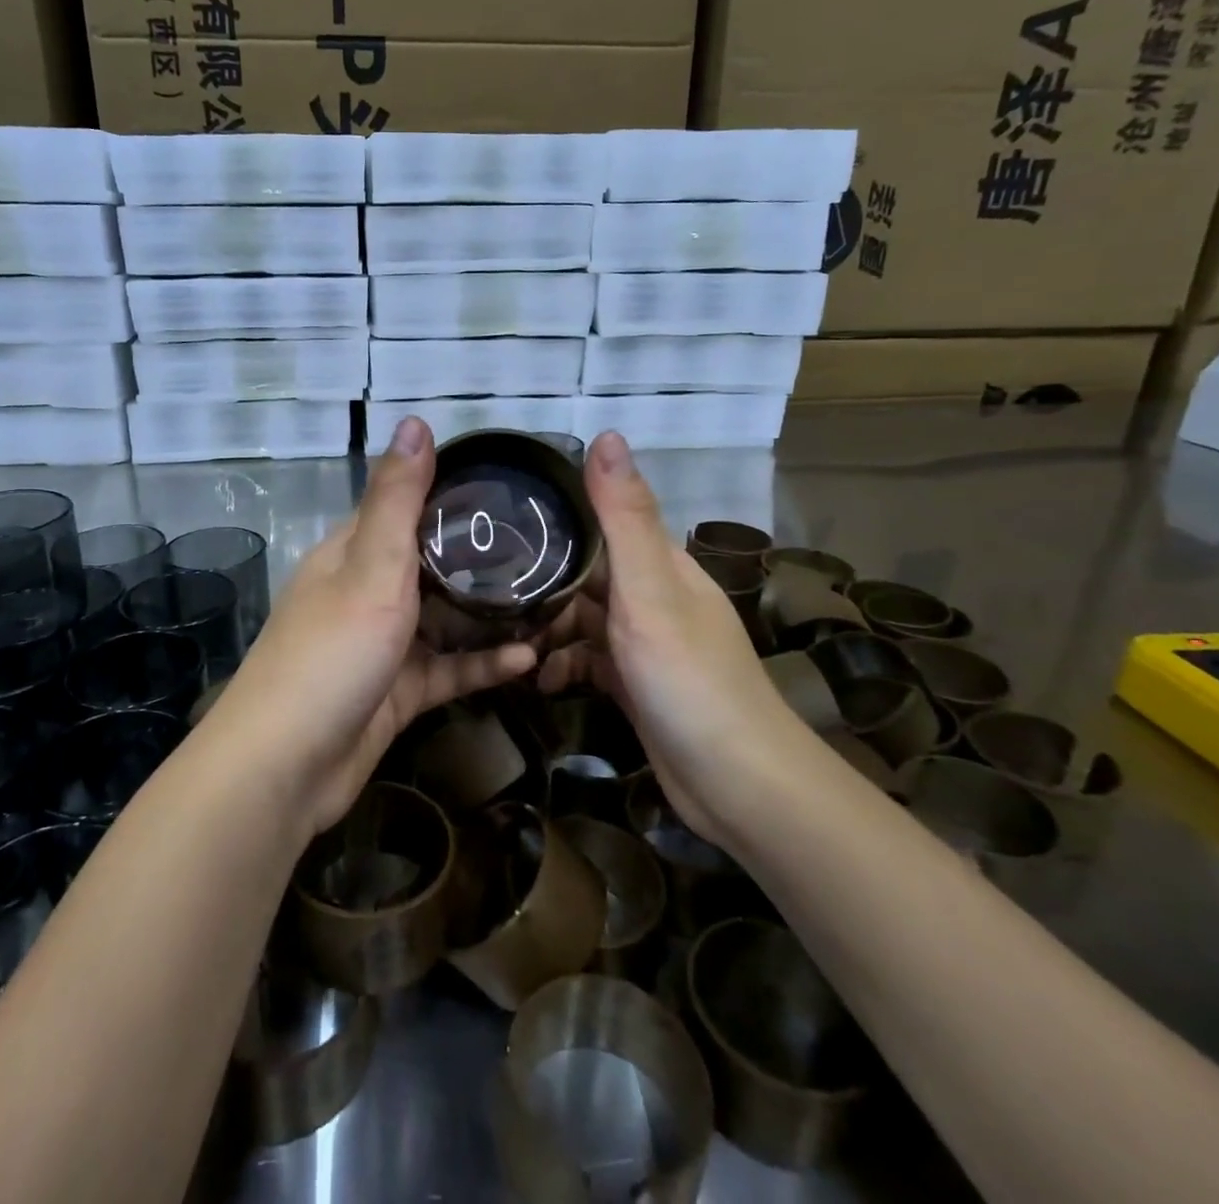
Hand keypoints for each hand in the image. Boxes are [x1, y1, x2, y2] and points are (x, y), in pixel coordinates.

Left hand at [209, 417, 537, 835]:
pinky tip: (528, 660)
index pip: (404, 506)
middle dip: (482, 558)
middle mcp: (365, 591)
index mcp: (352, 553)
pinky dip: (482, 664)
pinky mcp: (397, 692)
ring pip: (444, 619)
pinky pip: (447, 669)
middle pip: (430, 563)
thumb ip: (398, 500)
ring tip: (551, 601)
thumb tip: (415, 420)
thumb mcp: (371, 568)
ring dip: (489, 615)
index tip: (510, 488)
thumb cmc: (331, 654)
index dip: (451, 493)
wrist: (285, 767)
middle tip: (548, 549)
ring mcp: (382, 645)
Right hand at [537, 433, 804, 841]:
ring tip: (500, 635)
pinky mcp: (635, 683)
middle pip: (586, 572)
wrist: (736, 784)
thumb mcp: (650, 591)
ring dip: (546, 626)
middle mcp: (653, 595)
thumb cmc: (689, 678)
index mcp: (660, 564)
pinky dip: (563, 665)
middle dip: (540, 579)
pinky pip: (588, 660)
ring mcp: (644, 642)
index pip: (601, 522)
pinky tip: (539, 679)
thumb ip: (624, 518)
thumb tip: (606, 434)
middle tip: (482, 587)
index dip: (553, 518)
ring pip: (582, 618)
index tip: (497, 521)